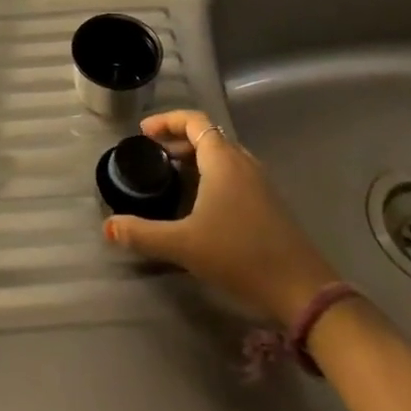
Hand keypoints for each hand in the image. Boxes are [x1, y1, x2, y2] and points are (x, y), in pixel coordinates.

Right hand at [103, 109, 339, 322]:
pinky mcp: (269, 203)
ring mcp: (260, 182)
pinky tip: (200, 202)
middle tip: (151, 155)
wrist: (302, 290)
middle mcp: (243, 162)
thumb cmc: (239, 255)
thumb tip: (108, 227)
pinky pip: (234, 173)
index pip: (194, 120)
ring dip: (195, 158)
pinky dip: (211, 174)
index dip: (166, 121)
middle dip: (176, 140)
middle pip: (207, 136)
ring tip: (171, 175)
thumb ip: (143, 234)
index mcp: (223, 159)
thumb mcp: (184, 245)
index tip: (143, 133)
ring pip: (222, 155)